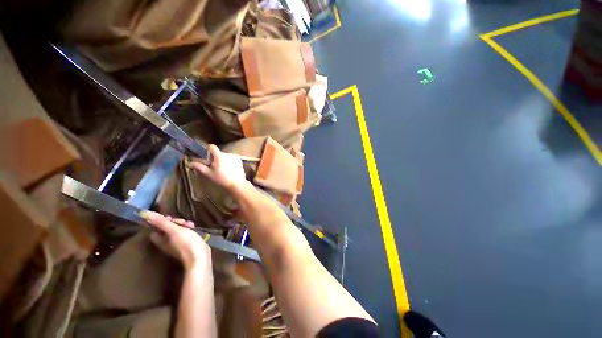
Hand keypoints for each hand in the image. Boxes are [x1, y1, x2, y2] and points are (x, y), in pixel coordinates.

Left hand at [140, 210, 210, 270]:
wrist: (199, 256)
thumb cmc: (186, 243)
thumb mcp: (174, 230)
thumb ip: (161, 222)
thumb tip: (144, 213)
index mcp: (160, 239)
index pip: (155, 228)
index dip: (161, 221)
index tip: (170, 217)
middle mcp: (166, 242)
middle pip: (167, 228)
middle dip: (175, 222)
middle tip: (183, 222)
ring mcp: (176, 243)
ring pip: (177, 230)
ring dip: (183, 225)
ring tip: (191, 225)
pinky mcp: (186, 244)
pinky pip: (184, 233)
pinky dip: (188, 229)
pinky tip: (194, 228)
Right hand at [190, 144, 248, 190]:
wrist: (237, 183)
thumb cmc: (222, 179)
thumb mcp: (209, 174)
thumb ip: (199, 167)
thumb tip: (189, 163)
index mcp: (219, 156)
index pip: (212, 147)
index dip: (208, 149)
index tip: (206, 155)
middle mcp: (228, 154)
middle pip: (218, 153)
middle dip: (215, 158)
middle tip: (214, 167)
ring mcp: (235, 157)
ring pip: (225, 156)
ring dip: (223, 160)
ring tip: (223, 170)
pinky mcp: (240, 160)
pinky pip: (232, 159)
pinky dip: (229, 162)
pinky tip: (230, 170)